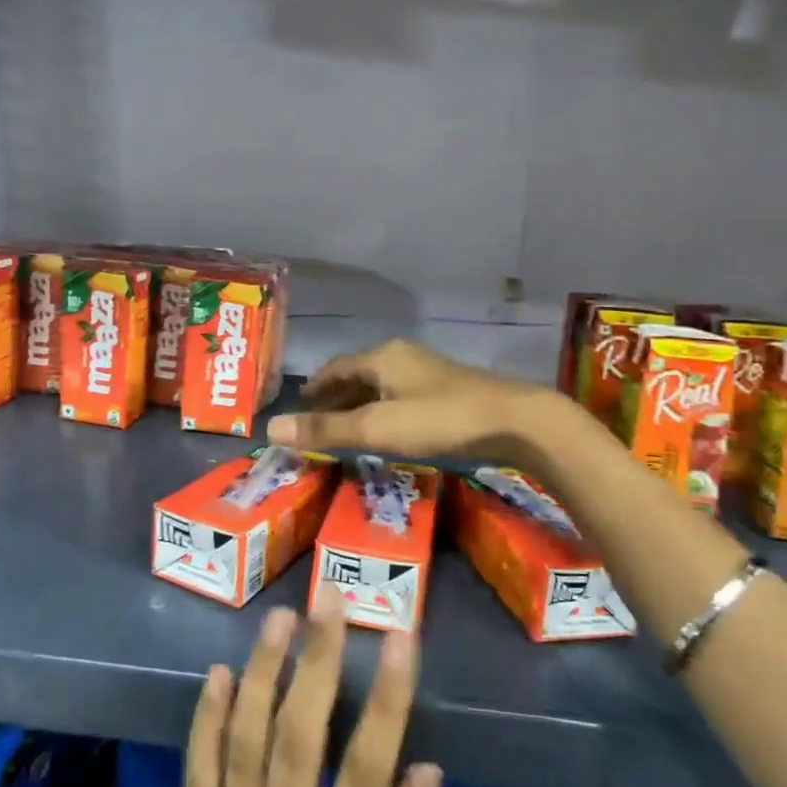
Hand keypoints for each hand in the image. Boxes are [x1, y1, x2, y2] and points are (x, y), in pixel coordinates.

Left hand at [181, 586, 440, 786]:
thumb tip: (423, 771)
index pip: (368, 767)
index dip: (388, 697)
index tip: (402, 635)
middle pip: (299, 737)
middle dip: (317, 660)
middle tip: (329, 599)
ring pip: (244, 742)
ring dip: (263, 673)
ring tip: (279, 618)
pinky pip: (197, 777)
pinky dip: (205, 723)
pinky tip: (219, 674)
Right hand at [267, 338, 557, 462]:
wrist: (514, 420)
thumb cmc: (440, 419)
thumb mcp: (378, 427)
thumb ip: (326, 430)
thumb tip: (272, 428)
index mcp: (382, 357)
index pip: (336, 367)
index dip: (315, 388)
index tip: (298, 407)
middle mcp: (402, 356)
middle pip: (357, 374)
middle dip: (334, 397)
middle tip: (316, 423)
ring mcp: (427, 371)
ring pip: (381, 385)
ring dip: (359, 404)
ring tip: (346, 429)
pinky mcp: (447, 390)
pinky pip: (400, 395)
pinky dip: (382, 410)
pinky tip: (387, 429)